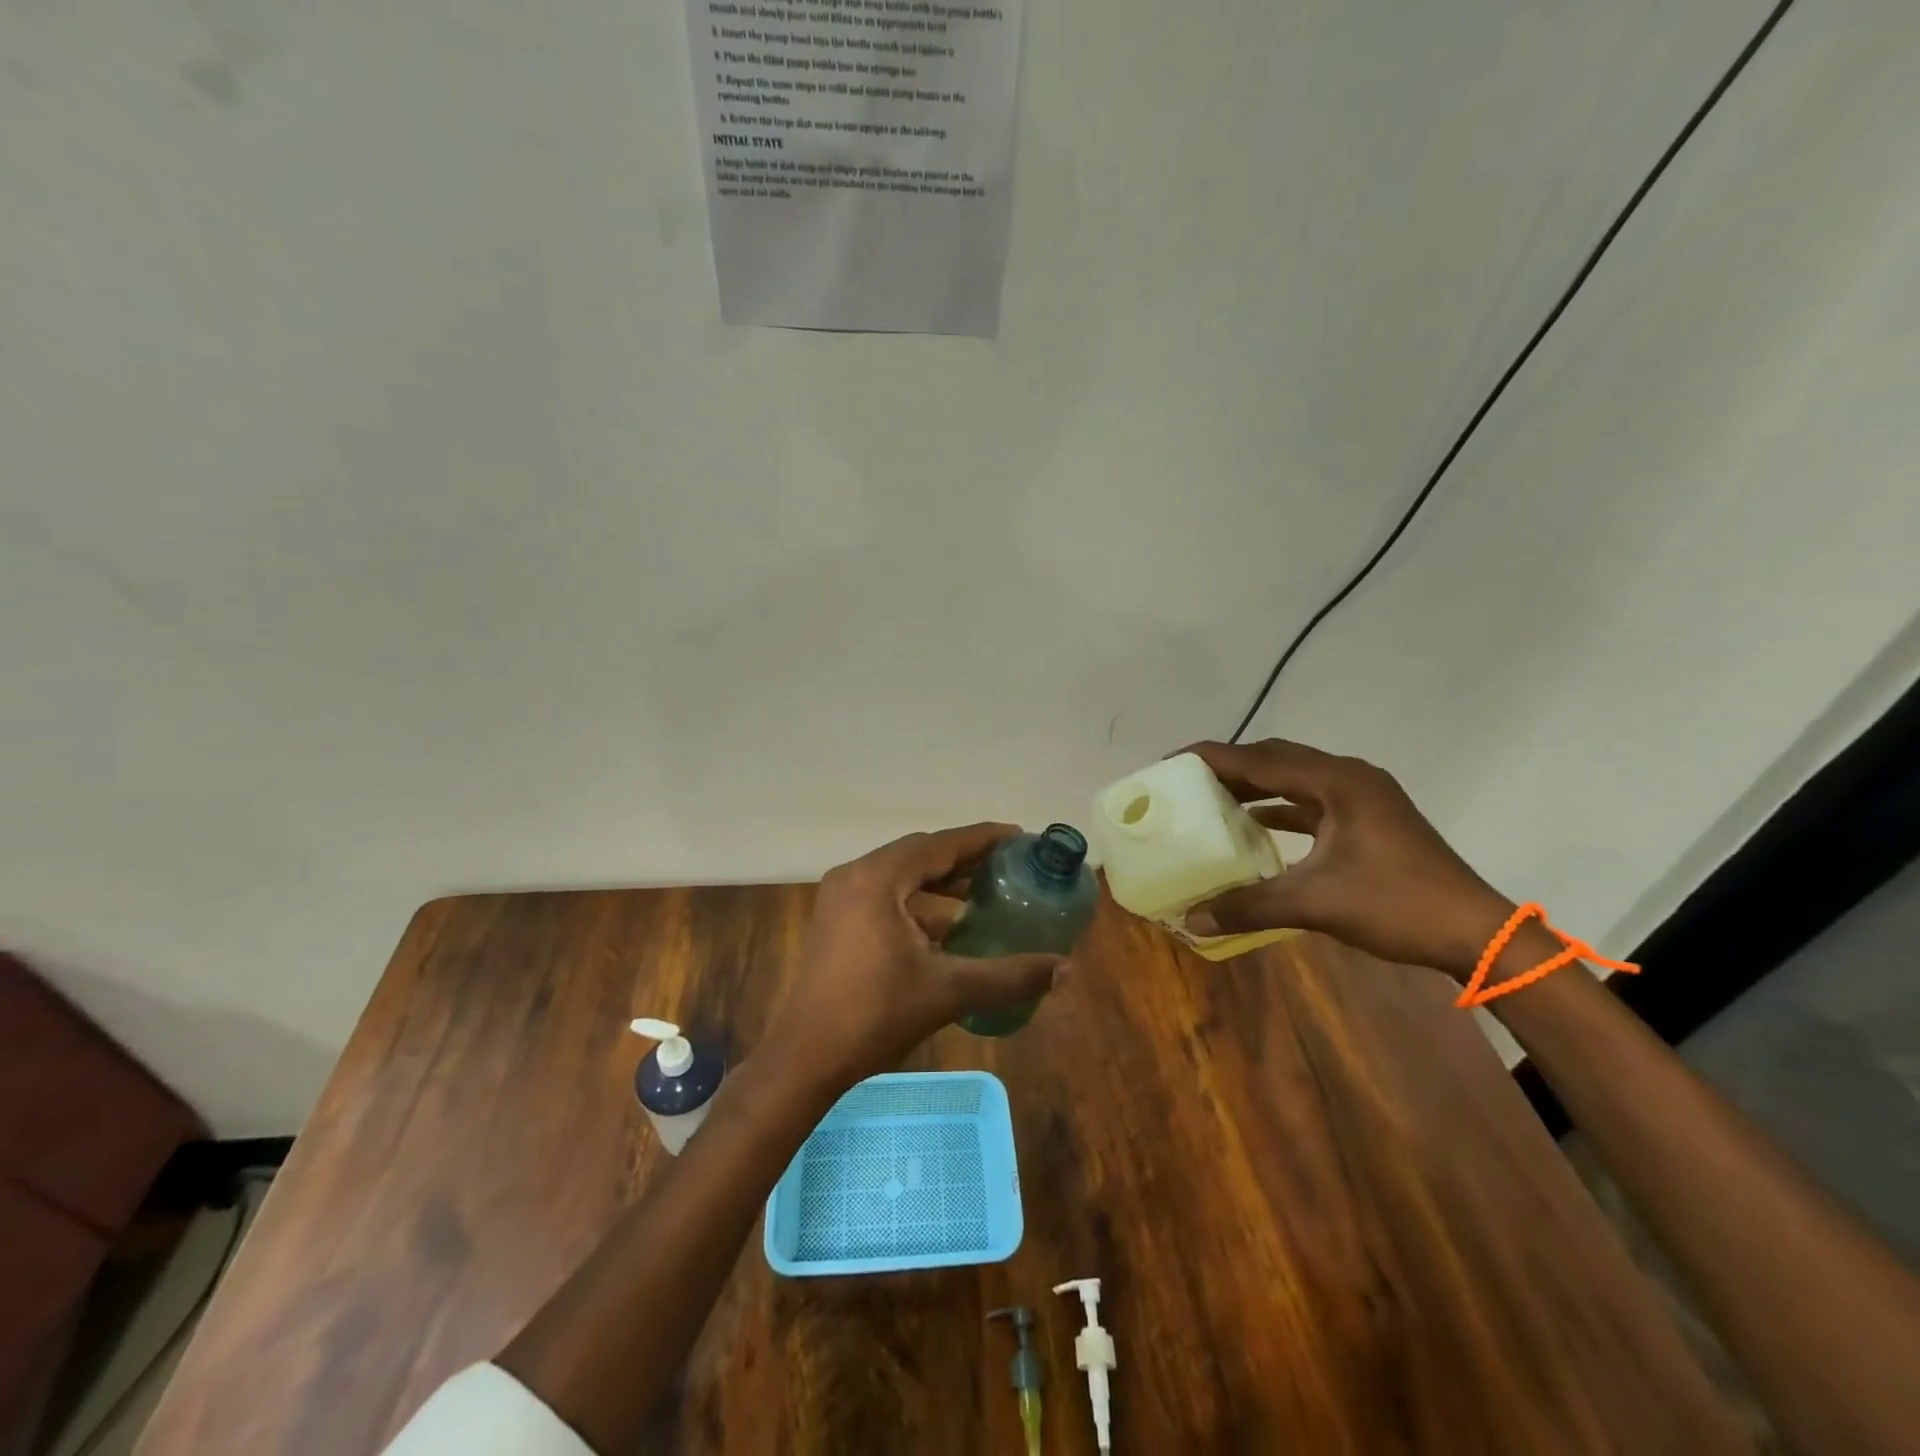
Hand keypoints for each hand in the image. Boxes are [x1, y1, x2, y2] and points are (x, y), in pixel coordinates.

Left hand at [766, 823, 1066, 1088]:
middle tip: (1009, 864)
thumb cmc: (874, 1015)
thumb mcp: (947, 991)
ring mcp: (841, 898)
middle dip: (965, 859)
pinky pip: (887, 896)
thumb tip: (1065, 968)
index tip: (1019, 836)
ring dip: (942, 882)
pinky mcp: (837, 921)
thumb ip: (1008, 976)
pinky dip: (920, 903)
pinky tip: (950, 926)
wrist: (805, 1058)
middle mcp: (855, 875)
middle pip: (920, 855)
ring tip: (986, 893)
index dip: (982, 839)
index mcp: (877, 879)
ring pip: (902, 876)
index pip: (940, 845)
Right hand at [1180, 740, 1514, 979]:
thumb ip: (1250, 906)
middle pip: (1276, 759)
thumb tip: (1191, 920)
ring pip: (1295, 778)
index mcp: (1337, 782)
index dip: (1211, 758)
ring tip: (1212, 798)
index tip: (1169, 762)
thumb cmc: (1397, 905)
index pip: (1260, 759)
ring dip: (1255, 785)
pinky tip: (1256, 824)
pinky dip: (1280, 807)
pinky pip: (1311, 800)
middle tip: (1186, 780)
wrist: (1476, 933)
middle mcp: (1349, 777)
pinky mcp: (1369, 818)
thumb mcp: (1316, 904)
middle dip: (1229, 767)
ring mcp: (1363, 797)